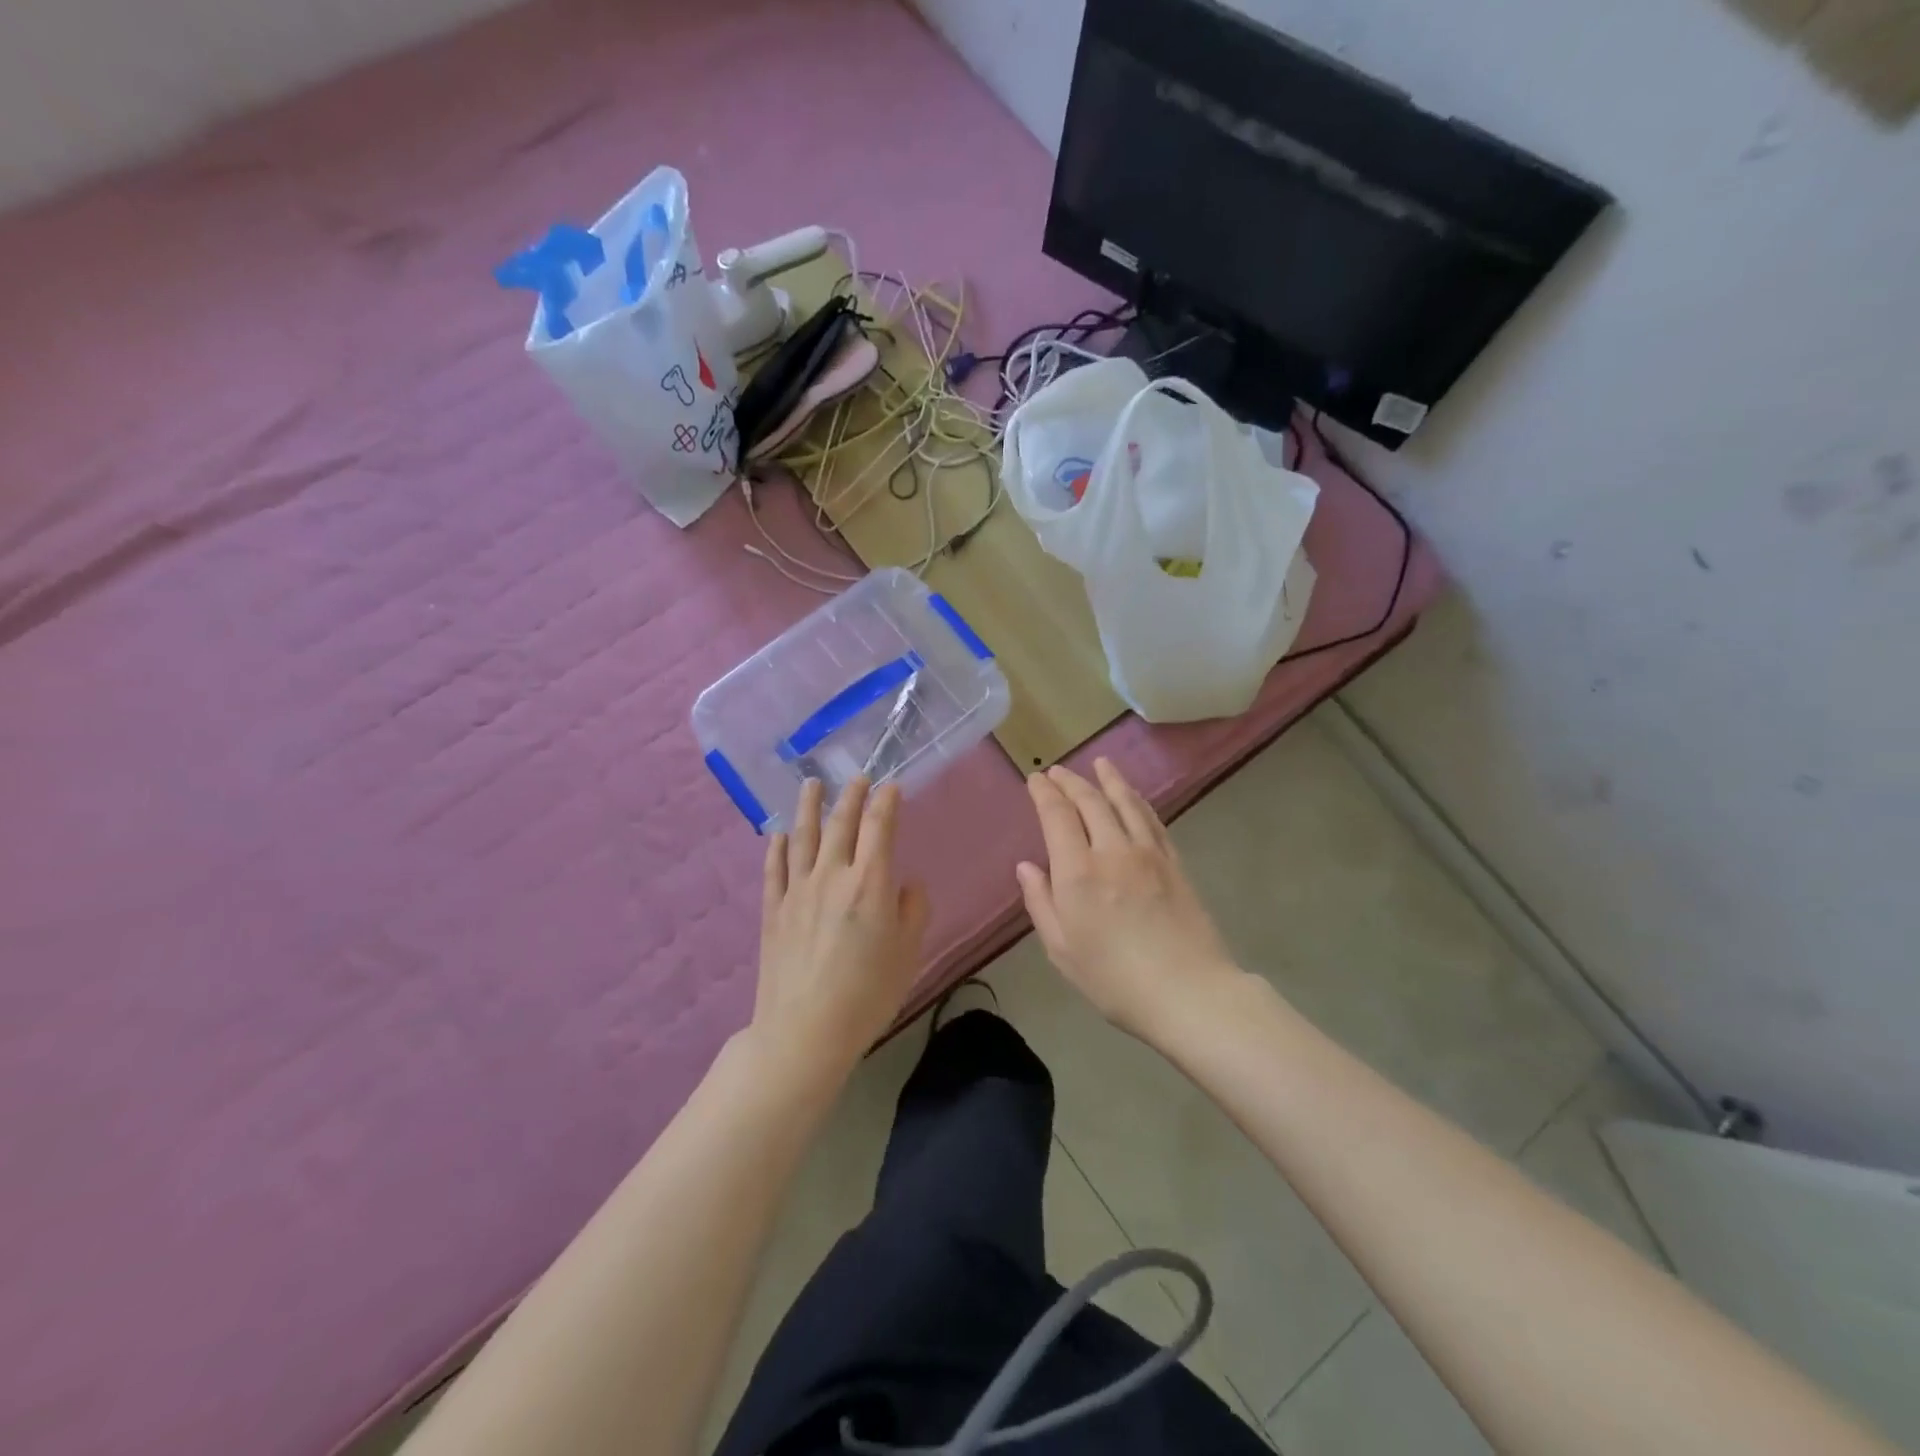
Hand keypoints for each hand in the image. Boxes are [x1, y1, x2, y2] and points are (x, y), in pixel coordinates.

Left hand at [754, 777, 929, 1079]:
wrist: (804, 1031)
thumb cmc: (867, 995)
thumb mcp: (907, 954)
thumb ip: (912, 911)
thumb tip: (907, 884)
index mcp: (870, 884)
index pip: (879, 827)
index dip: (886, 802)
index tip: (892, 786)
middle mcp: (832, 875)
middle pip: (841, 824)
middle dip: (851, 795)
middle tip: (858, 777)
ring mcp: (797, 890)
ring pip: (803, 837)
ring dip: (809, 807)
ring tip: (812, 783)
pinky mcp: (773, 910)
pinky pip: (775, 868)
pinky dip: (778, 847)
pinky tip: (780, 834)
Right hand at [1017, 759, 1239, 1039]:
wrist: (1189, 992)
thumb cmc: (1115, 980)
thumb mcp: (1062, 950)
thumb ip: (1041, 903)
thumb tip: (1026, 866)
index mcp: (1078, 872)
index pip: (1057, 816)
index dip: (1044, 793)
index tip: (1035, 779)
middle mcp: (1112, 851)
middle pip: (1090, 801)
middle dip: (1071, 781)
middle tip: (1058, 771)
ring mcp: (1148, 853)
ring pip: (1125, 803)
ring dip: (1109, 780)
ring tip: (1100, 764)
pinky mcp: (1175, 862)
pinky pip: (1153, 820)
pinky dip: (1138, 802)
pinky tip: (1134, 797)